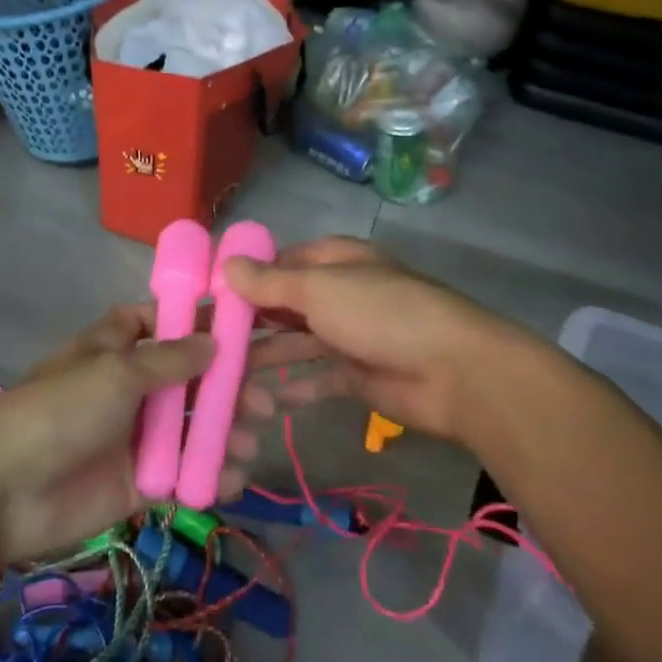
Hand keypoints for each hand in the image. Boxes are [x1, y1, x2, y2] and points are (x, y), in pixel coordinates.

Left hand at [0, 308, 249, 563]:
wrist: (6, 491)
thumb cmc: (62, 410)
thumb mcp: (116, 372)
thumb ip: (171, 360)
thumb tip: (214, 342)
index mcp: (118, 347)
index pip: (167, 325)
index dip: (205, 325)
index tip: (248, 330)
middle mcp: (132, 386)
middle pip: (191, 380)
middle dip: (229, 388)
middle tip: (264, 401)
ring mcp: (137, 435)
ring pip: (193, 428)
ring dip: (226, 432)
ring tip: (252, 441)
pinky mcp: (140, 481)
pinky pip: (183, 473)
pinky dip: (209, 474)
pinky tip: (233, 477)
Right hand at [226, 237, 528, 443]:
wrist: (453, 372)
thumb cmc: (381, 314)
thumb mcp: (319, 290)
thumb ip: (270, 283)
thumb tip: (226, 266)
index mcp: (337, 262)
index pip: (283, 262)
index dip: (248, 276)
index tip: (210, 296)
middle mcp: (342, 295)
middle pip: (287, 304)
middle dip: (251, 320)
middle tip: (207, 341)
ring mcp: (351, 336)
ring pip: (298, 343)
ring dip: (266, 356)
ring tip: (224, 374)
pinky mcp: (359, 376)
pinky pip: (318, 379)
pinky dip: (295, 387)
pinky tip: (266, 400)